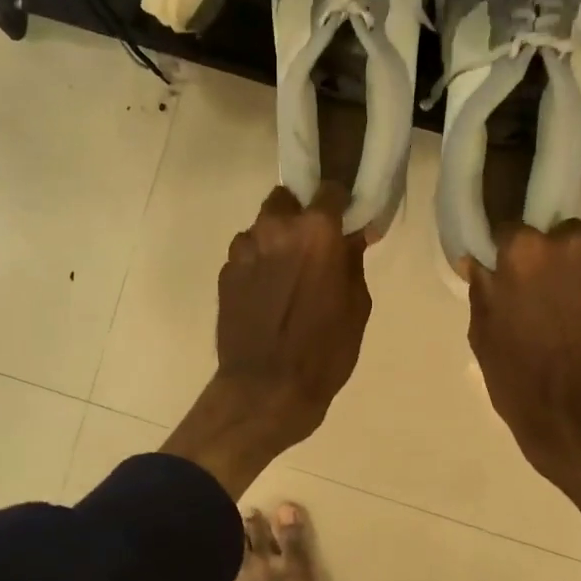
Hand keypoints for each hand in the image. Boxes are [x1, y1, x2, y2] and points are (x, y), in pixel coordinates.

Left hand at [164, 185, 371, 496]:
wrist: (265, 390)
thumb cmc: (324, 351)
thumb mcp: (357, 306)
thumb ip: (353, 261)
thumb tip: (355, 234)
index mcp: (316, 231)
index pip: (330, 190)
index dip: (340, 205)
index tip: (346, 222)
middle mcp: (275, 228)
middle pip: (288, 201)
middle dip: (301, 217)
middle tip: (313, 249)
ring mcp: (243, 249)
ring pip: (263, 228)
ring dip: (276, 241)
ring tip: (287, 277)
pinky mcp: (224, 273)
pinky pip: (247, 255)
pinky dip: (258, 264)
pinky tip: (267, 296)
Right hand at [465, 220, 580, 486]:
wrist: (580, 420)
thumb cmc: (518, 377)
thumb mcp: (482, 333)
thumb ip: (484, 287)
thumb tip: (480, 261)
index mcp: (526, 250)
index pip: (511, 228)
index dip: (507, 251)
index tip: (505, 271)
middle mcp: (573, 245)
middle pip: (558, 236)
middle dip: (550, 259)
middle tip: (540, 297)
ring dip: (578, 279)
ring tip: (570, 319)